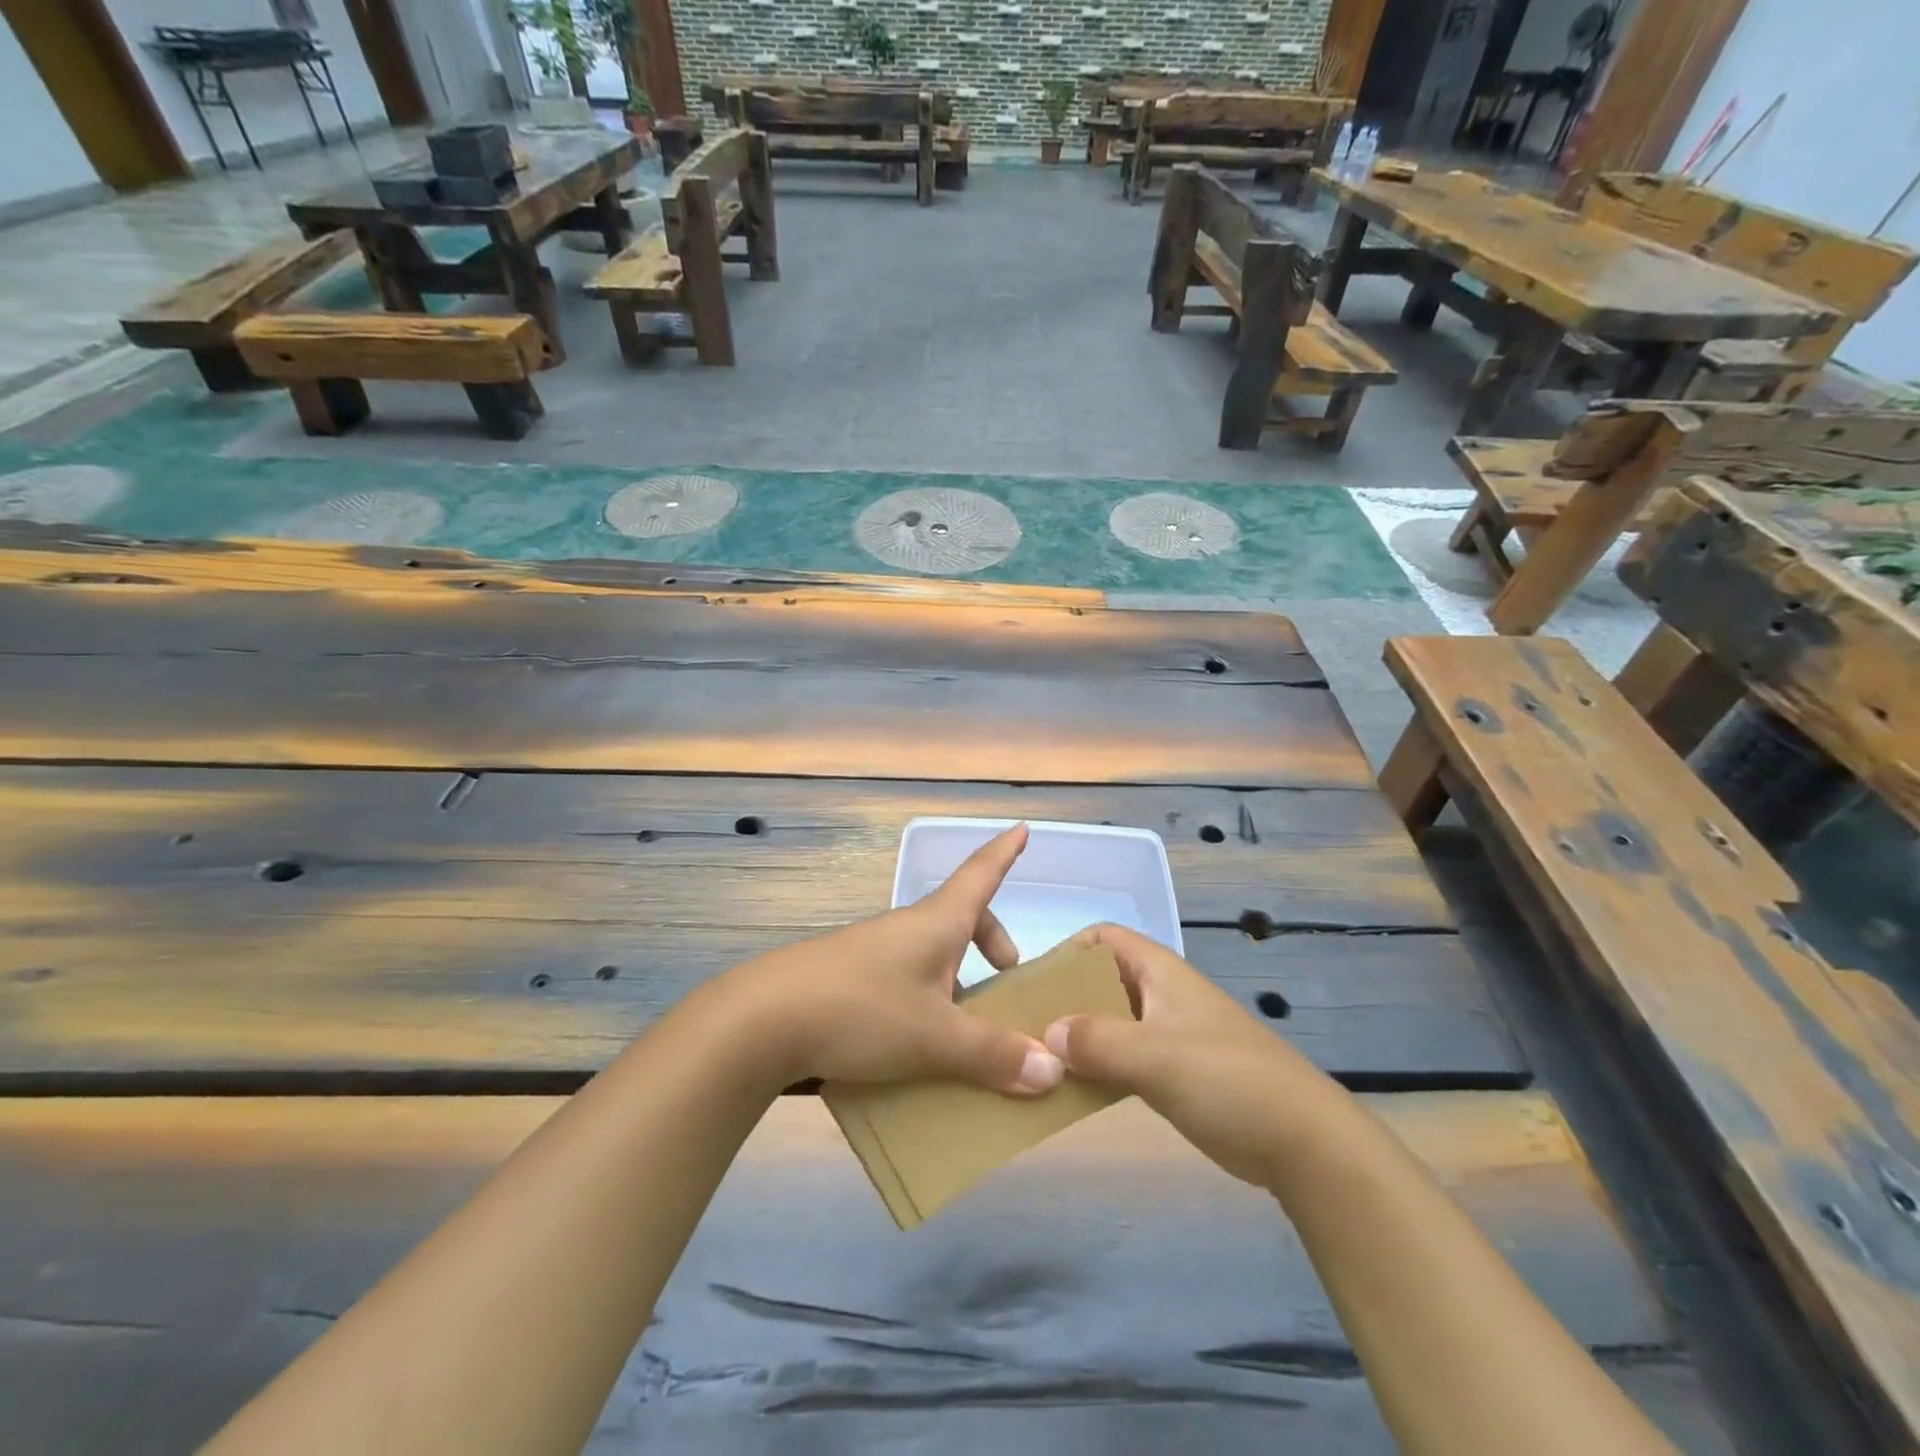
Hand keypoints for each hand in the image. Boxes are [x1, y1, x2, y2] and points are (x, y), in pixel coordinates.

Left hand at [730, 824, 1064, 1096]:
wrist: (761, 1021)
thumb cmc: (861, 1010)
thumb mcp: (934, 1037)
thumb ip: (992, 1054)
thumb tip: (1052, 1070)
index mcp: (935, 924)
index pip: (979, 874)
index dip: (1003, 853)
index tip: (1021, 828)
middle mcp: (906, 929)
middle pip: (959, 919)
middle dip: (989, 941)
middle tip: (1005, 978)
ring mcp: (872, 953)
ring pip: (930, 955)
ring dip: (956, 980)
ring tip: (966, 1032)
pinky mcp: (847, 981)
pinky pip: (903, 981)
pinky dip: (924, 1003)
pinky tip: (917, 1050)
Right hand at [1043, 923, 1340, 1187]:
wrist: (1302, 1142)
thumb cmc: (1229, 1080)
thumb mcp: (1157, 1055)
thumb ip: (1098, 1040)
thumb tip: (1046, 1034)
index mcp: (1158, 971)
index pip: (1102, 938)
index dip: (1067, 951)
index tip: (1032, 985)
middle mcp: (1158, 995)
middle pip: (1098, 982)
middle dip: (1062, 1000)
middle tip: (1023, 1030)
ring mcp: (1165, 1035)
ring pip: (1107, 1023)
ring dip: (1075, 1039)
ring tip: (1037, 1064)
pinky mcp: (1171, 1073)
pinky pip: (1120, 1059)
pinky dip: (1095, 1068)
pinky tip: (1070, 1092)